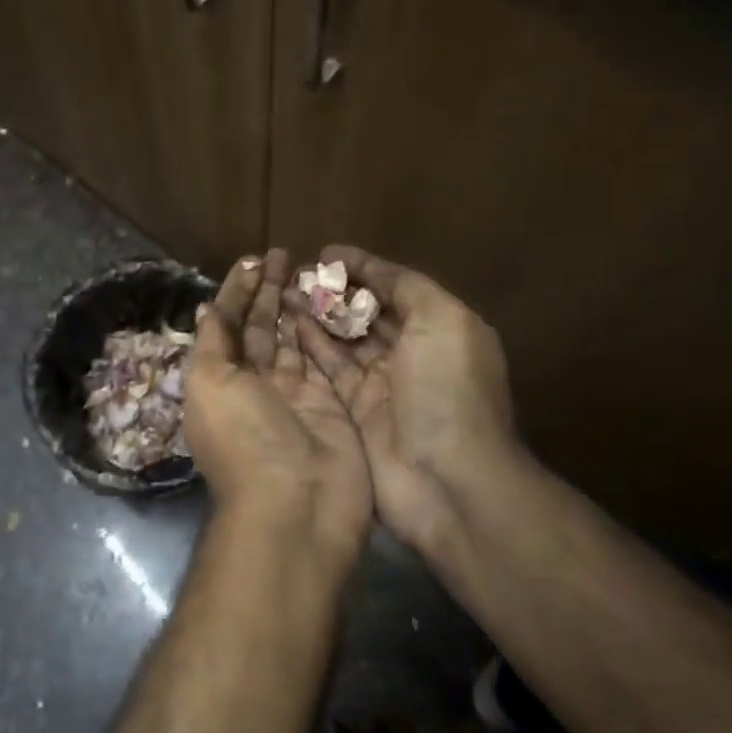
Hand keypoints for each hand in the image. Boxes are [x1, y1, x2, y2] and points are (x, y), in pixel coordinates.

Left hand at [185, 249, 373, 564]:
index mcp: (218, 382)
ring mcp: (294, 395)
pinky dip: (321, 331)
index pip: (225, 326)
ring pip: (291, 339)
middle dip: (265, 292)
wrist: (297, 504)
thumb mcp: (210, 384)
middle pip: (259, 329)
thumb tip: (208, 308)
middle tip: (282, 254)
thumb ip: (212, 343)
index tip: (251, 260)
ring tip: (304, 268)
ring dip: (293, 304)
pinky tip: (325, 302)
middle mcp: (253, 386)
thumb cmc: (244, 438)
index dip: (235, 293)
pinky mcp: (330, 403)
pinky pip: (323, 358)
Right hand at [290, 246, 522, 559]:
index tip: (325, 253)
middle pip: (367, 313)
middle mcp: (411, 354)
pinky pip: (329, 370)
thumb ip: (408, 288)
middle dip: (335, 291)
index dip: (362, 268)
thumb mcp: (442, 321)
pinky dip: (311, 347)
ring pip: (343, 340)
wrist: (446, 479)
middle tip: (295, 274)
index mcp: (439, 329)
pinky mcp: (355, 411)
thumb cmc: (447, 389)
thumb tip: (371, 269)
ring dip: (317, 315)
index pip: (395, 287)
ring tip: (284, 294)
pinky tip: (288, 326)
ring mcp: (382, 385)